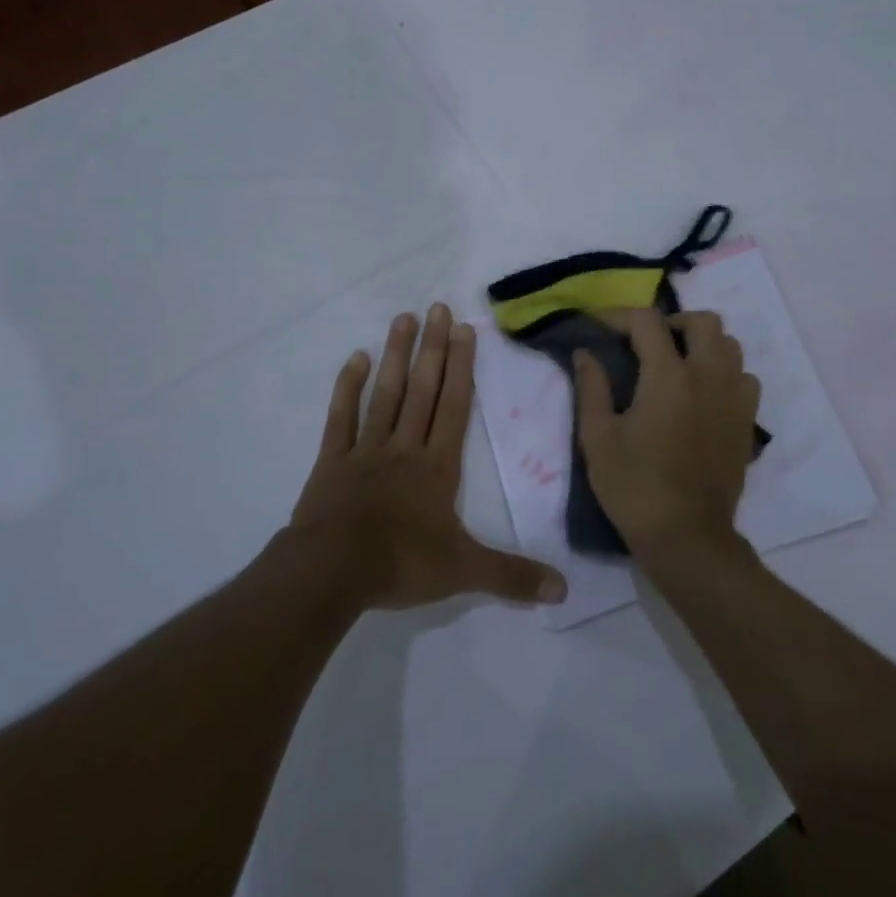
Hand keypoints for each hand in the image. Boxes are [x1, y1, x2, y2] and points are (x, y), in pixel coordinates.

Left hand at [291, 304, 567, 610]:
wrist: (332, 571)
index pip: (454, 407)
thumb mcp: (464, 573)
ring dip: (396, 356)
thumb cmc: (401, 563)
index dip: (462, 368)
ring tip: (404, 318)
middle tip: (438, 306)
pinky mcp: (333, 461)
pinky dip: (348, 388)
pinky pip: (342, 418)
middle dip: (433, 348)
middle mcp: (405, 447)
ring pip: (386, 394)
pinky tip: (356, 359)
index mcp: (437, 467)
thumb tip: (563, 590)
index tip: (465, 329)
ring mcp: (366, 450)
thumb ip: (512, 577)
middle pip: (422, 390)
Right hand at [573, 310, 761, 553]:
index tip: (599, 327)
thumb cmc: (634, 487)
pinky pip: (744, 378)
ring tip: (676, 364)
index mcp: (669, 376)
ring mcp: (734, 398)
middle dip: (671, 322)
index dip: (619, 315)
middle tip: (646, 343)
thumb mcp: (597, 437)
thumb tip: (584, 352)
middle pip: (703, 321)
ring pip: (730, 346)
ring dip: (702, 344)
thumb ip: (591, 387)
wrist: (686, 537)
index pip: (647, 321)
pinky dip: (724, 373)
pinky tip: (702, 393)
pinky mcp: (747, 422)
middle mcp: (709, 376)